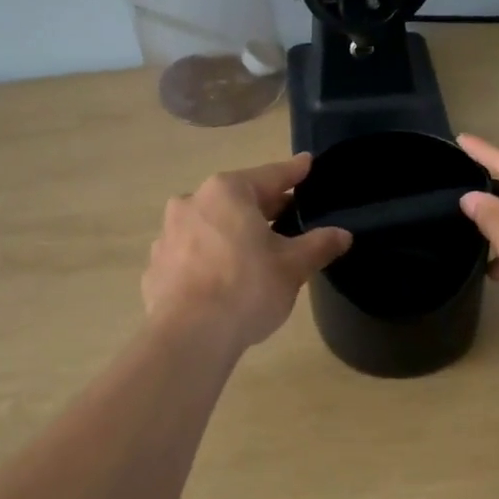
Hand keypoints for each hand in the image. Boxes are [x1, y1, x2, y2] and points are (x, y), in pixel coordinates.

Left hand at [142, 156, 351, 352]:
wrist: (188, 335)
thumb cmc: (246, 287)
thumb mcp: (293, 267)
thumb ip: (318, 245)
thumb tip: (342, 235)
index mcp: (228, 192)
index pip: (271, 175)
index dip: (294, 172)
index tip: (307, 163)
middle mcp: (192, 202)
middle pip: (238, 199)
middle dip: (264, 207)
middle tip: (290, 214)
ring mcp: (168, 234)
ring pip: (211, 225)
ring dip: (232, 232)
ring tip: (254, 251)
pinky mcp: (156, 266)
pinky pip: (191, 253)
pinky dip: (209, 257)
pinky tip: (222, 277)